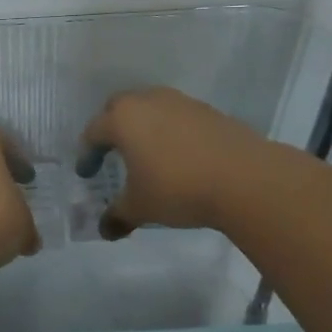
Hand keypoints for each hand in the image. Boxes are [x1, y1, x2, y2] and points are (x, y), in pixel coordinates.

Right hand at [78, 88, 270, 238]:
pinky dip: (170, 131)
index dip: (87, 154)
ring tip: (147, 153)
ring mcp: (181, 102)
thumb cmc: (178, 188)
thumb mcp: (141, 207)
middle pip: (120, 107)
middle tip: (111, 152)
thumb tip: (105, 230)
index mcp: (123, 119)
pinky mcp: (208, 111)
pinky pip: (178, 116)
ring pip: (151, 107)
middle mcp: (148, 101)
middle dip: (111, 128)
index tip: (87, 173)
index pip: (94, 131)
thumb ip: (118, 215)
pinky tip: (179, 156)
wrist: (245, 178)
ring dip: (144, 126)